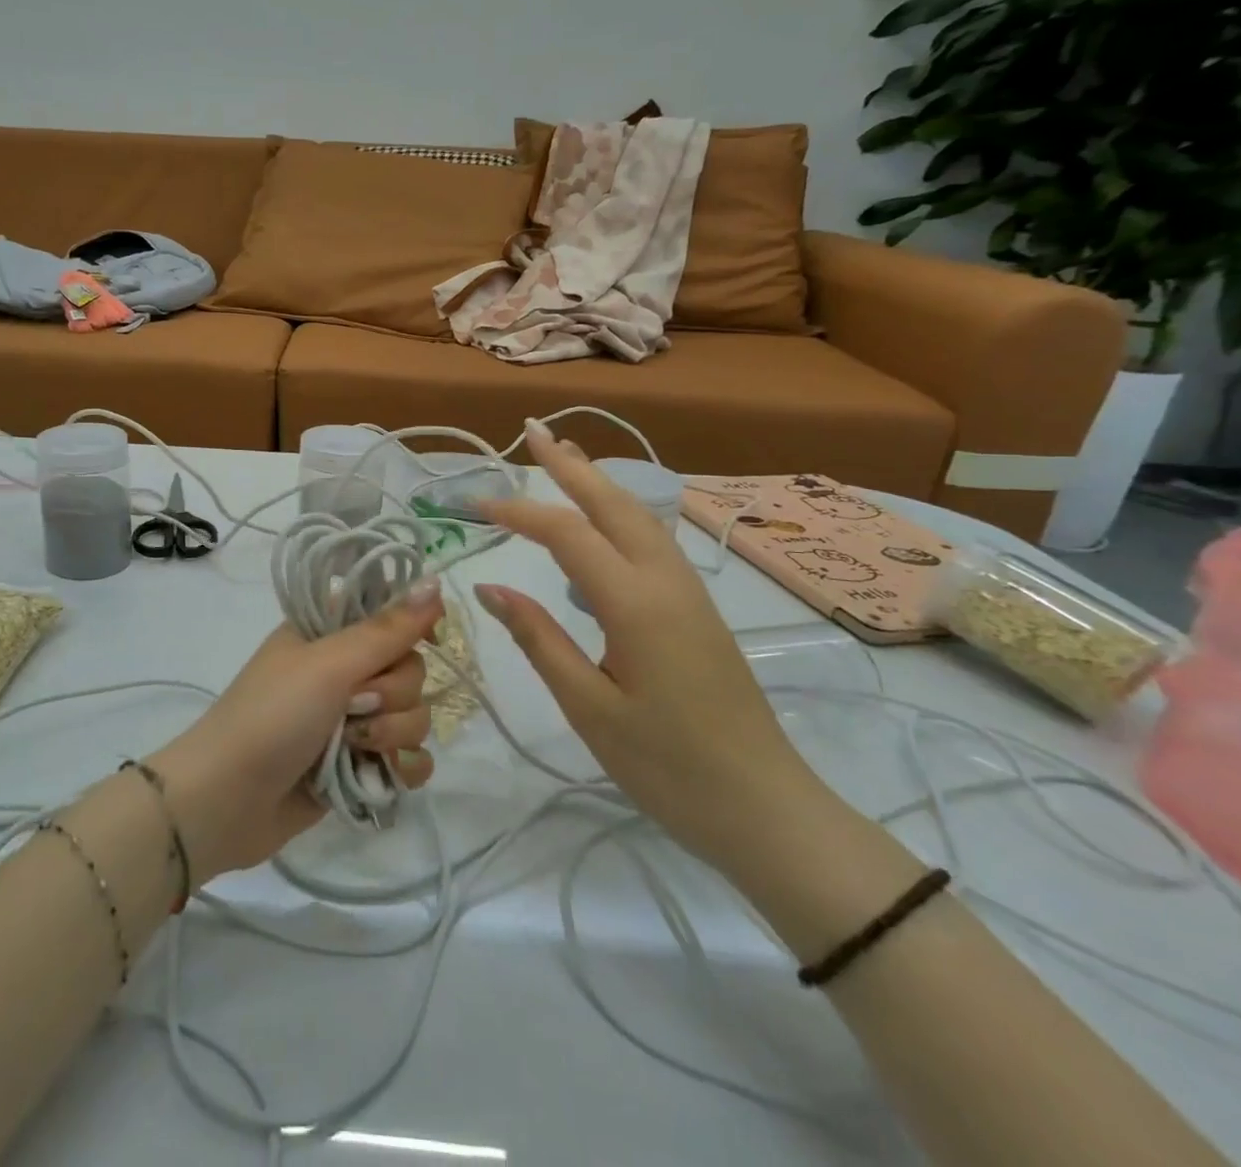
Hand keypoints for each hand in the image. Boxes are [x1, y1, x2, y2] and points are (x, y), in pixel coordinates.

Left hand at [147, 586, 441, 884]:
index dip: (411, 628)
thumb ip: (387, 629)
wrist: (226, 801)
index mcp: (329, 633)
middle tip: (354, 706)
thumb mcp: (328, 664)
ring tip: (356, 748)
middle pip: (410, 669)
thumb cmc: (272, 717)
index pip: (391, 614)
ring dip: (394, 734)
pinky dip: (404, 768)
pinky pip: (409, 757)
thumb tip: (436, 582)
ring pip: (414, 714)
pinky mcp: (360, 764)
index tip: (422, 642)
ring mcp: (353, 720)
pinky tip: (387, 776)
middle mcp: (343, 671)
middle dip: (393, 694)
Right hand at [475, 422, 834, 878]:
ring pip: (639, 517)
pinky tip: (602, 524)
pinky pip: (652, 541)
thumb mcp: (588, 707)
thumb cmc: (668, 766)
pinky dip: (619, 514)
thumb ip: (538, 639)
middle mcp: (666, 581)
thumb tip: (491, 587)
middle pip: (614, 504)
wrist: (765, 809)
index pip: (566, 534)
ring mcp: (689, 592)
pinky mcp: (697, 609)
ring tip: (565, 459)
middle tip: (533, 431)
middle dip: (571, 465)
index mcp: (636, 602)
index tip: (474, 505)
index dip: (518, 512)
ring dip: (598, 483)